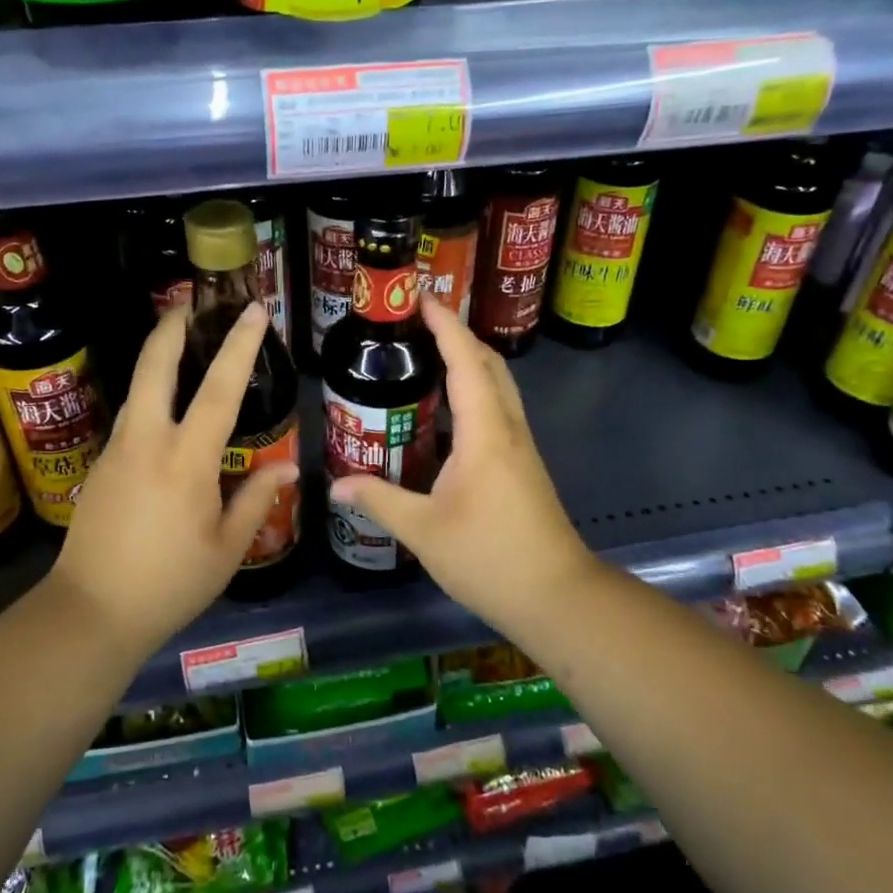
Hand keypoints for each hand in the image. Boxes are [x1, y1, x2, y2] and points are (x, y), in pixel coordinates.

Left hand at [51, 302, 297, 654]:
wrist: (89, 613)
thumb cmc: (169, 584)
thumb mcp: (226, 549)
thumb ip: (257, 500)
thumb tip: (289, 467)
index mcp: (185, 461)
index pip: (218, 390)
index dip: (240, 346)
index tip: (254, 310)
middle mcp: (146, 442)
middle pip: (155, 365)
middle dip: (173, 326)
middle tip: (192, 302)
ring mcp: (116, 450)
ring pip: (138, 388)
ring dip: (159, 357)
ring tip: (183, 345)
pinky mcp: (100, 465)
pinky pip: (131, 417)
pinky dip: (151, 395)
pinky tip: (166, 409)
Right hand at [330, 296, 597, 622]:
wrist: (555, 596)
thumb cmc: (490, 557)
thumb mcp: (423, 530)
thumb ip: (379, 500)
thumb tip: (336, 485)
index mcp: (485, 432)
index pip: (465, 360)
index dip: (444, 324)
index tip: (419, 297)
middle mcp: (507, 428)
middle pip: (488, 363)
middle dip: (456, 334)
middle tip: (415, 324)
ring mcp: (520, 446)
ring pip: (497, 385)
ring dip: (468, 361)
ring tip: (425, 356)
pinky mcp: (521, 465)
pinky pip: (497, 410)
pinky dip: (473, 391)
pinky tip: (445, 412)